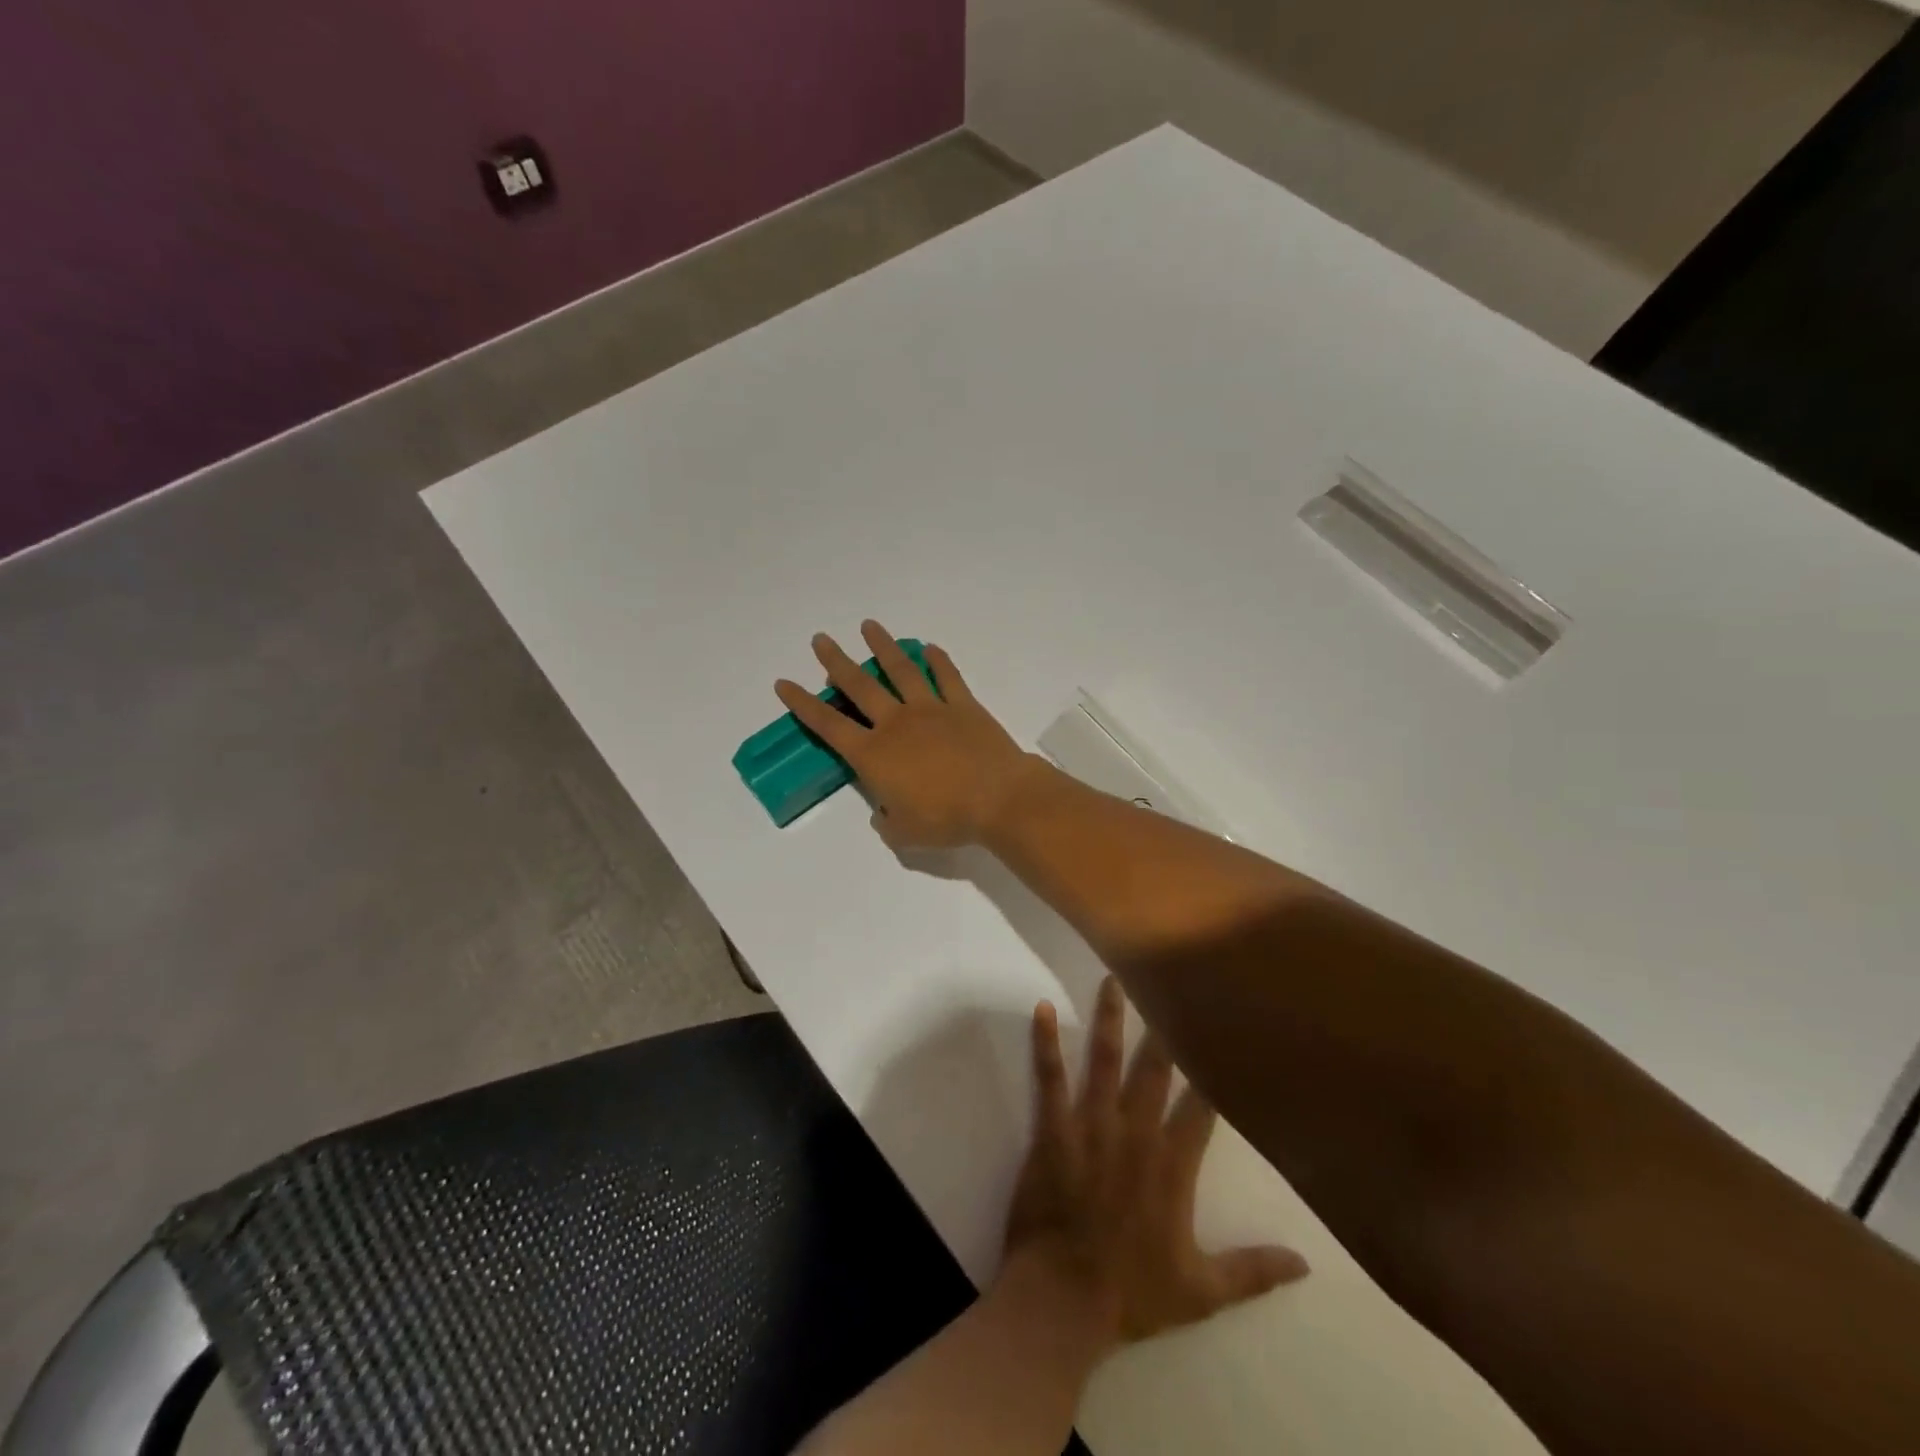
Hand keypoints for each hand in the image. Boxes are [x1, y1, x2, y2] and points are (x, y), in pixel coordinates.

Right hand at [775, 621, 1042, 849]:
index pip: (828, 725)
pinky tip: (929, 648)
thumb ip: (886, 821)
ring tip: (869, 626)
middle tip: (821, 639)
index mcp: (874, 754)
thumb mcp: (904, 834)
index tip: (784, 683)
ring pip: (900, 670)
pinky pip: (947, 677)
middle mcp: (896, 723)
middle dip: (836, 661)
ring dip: (883, 646)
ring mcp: (931, 709)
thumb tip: (883, 811)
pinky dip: (938, 661)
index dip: (803, 704)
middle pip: (859, 685)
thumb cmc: (946, 819)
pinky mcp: (963, 705)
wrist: (998, 798)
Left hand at [1003, 976, 1309, 1349]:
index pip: (1202, 1106)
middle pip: (1154, 1069)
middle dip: (1164, 1025)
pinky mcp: (1053, 1129)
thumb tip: (1308, 1263)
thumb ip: (1254, 1271)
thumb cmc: (1133, 1292)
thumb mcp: (1203, 1291)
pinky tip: (1041, 1009)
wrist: (1063, 1300)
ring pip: (1104, 1061)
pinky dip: (1044, 1043)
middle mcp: (1135, 1133)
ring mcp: (1091, 1126)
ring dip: (1109, 1019)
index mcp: (1172, 1164)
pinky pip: (1050, 1079)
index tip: (1227, 1031)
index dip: (1214, 1068)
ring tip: (1110, 978)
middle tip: (1167, 979)